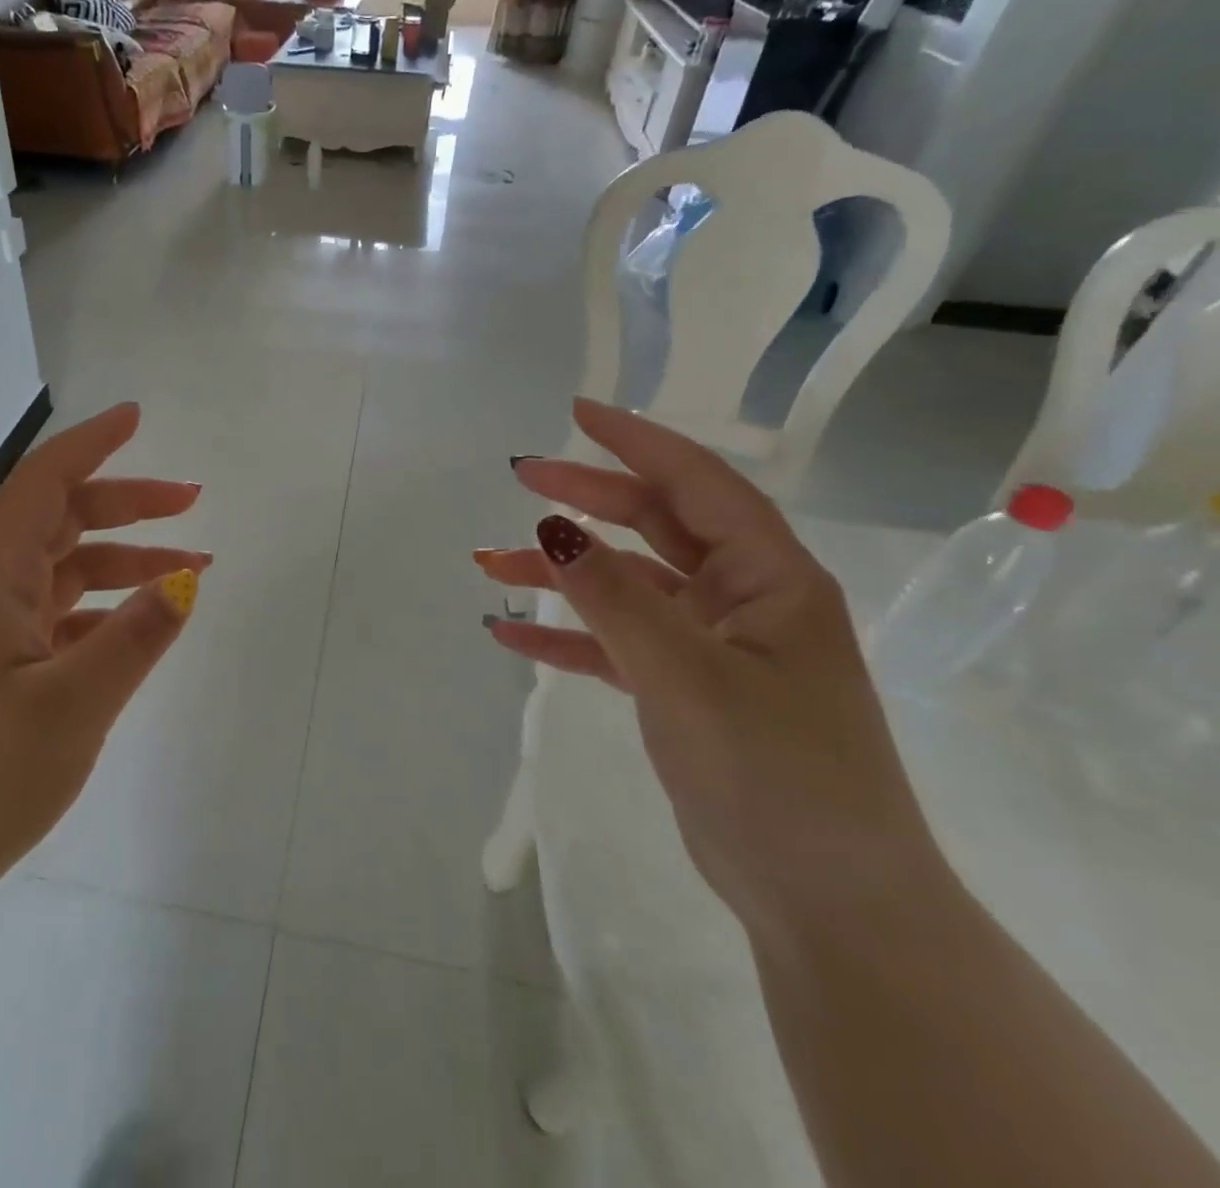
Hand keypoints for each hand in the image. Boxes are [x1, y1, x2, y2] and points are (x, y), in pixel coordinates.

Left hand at [0, 404, 208, 919]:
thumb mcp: (73, 705)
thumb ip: (135, 637)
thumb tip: (186, 580)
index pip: (43, 484)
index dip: (91, 444)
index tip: (137, 418)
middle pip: (61, 523)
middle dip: (127, 505)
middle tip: (191, 504)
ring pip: (65, 574)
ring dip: (124, 564)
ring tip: (190, 574)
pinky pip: (58, 621)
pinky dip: (103, 613)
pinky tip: (136, 633)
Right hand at [474, 399, 951, 945]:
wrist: (827, 903)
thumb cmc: (777, 776)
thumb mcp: (687, 676)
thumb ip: (615, 599)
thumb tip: (551, 525)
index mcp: (769, 577)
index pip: (696, 483)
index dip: (636, 441)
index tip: (576, 413)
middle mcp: (742, 598)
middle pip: (653, 524)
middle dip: (585, 498)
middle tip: (519, 477)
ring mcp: (710, 645)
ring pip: (624, 584)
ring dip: (560, 571)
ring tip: (489, 564)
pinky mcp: (683, 688)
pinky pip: (613, 642)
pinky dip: (565, 633)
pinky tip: (509, 632)